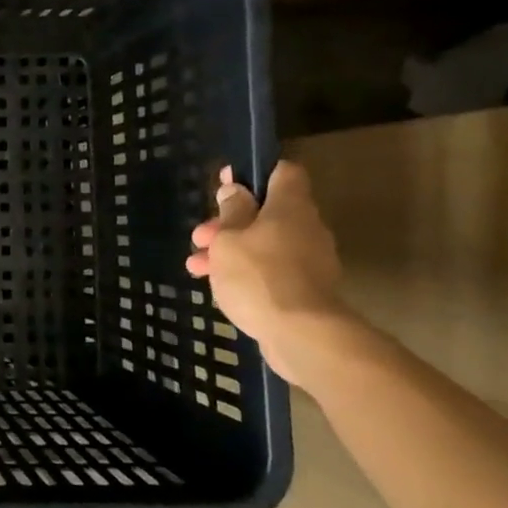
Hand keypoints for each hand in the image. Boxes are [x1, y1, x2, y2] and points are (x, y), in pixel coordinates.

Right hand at [186, 162, 351, 386]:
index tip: (226, 185)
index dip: (254, 174)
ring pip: (264, 243)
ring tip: (197, 267)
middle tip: (200, 237)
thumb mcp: (228, 239)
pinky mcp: (306, 289)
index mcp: (290, 207)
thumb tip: (235, 189)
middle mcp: (306, 228)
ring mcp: (310, 260)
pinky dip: (246, 272)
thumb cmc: (258, 275)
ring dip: (230, 250)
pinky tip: (219, 287)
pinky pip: (271, 269)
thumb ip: (230, 212)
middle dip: (228, 222)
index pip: (283, 173)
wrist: (301, 334)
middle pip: (267, 212)